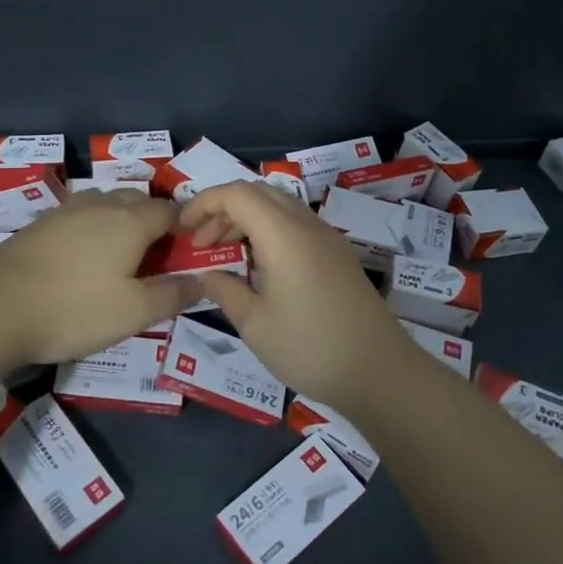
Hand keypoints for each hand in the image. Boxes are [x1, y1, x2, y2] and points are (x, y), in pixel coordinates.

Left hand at [0, 189, 198, 363]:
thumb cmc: (74, 309)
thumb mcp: (134, 312)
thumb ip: (172, 295)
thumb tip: (200, 281)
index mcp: (130, 221)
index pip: (168, 210)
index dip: (183, 227)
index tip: (186, 251)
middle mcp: (99, 206)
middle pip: (136, 200)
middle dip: (152, 219)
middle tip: (155, 256)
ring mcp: (64, 212)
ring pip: (104, 203)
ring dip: (119, 220)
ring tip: (119, 254)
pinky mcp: (37, 226)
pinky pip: (77, 217)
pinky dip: (90, 229)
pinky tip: (81, 257)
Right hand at [178, 181, 415, 408]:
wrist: (380, 371)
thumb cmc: (310, 348)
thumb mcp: (255, 325)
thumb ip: (225, 290)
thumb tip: (206, 273)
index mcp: (284, 235)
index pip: (237, 194)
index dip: (204, 203)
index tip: (182, 229)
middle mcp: (307, 225)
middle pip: (258, 192)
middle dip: (223, 208)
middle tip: (201, 242)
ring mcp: (327, 238)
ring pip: (279, 206)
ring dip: (246, 219)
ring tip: (225, 253)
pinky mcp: (337, 254)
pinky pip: (296, 224)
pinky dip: (268, 230)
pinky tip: (258, 265)